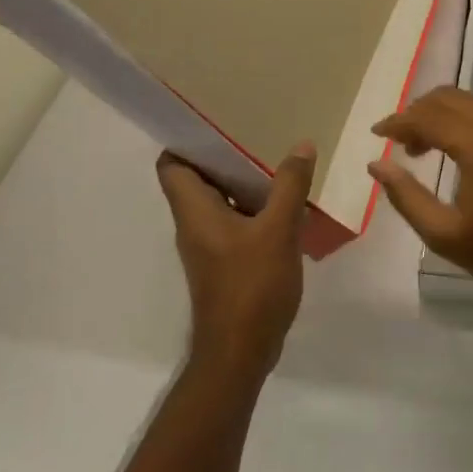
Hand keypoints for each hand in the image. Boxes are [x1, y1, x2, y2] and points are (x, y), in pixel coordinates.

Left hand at [155, 143, 314, 380]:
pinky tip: (285, 201)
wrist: (240, 353)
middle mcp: (194, 224)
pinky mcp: (225, 262)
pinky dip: (253, 206)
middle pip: (198, 178)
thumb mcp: (277, 230)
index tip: (215, 118)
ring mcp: (209, 245)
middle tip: (256, 129)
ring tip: (275, 157)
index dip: (186, 139)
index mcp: (194, 211)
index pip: (171, 164)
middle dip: (224, 153)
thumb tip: (302, 145)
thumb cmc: (250, 287)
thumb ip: (289, 186)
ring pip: (219, 200)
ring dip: (243, 180)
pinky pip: (235, 220)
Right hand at [369, 88, 472, 301]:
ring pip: (468, 101)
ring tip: (423, 148)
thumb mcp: (445, 235)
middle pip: (447, 98)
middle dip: (416, 113)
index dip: (397, 123)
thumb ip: (406, 196)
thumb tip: (378, 164)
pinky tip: (457, 150)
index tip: (376, 134)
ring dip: (439, 115)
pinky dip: (463, 120)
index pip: (427, 117)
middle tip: (399, 143)